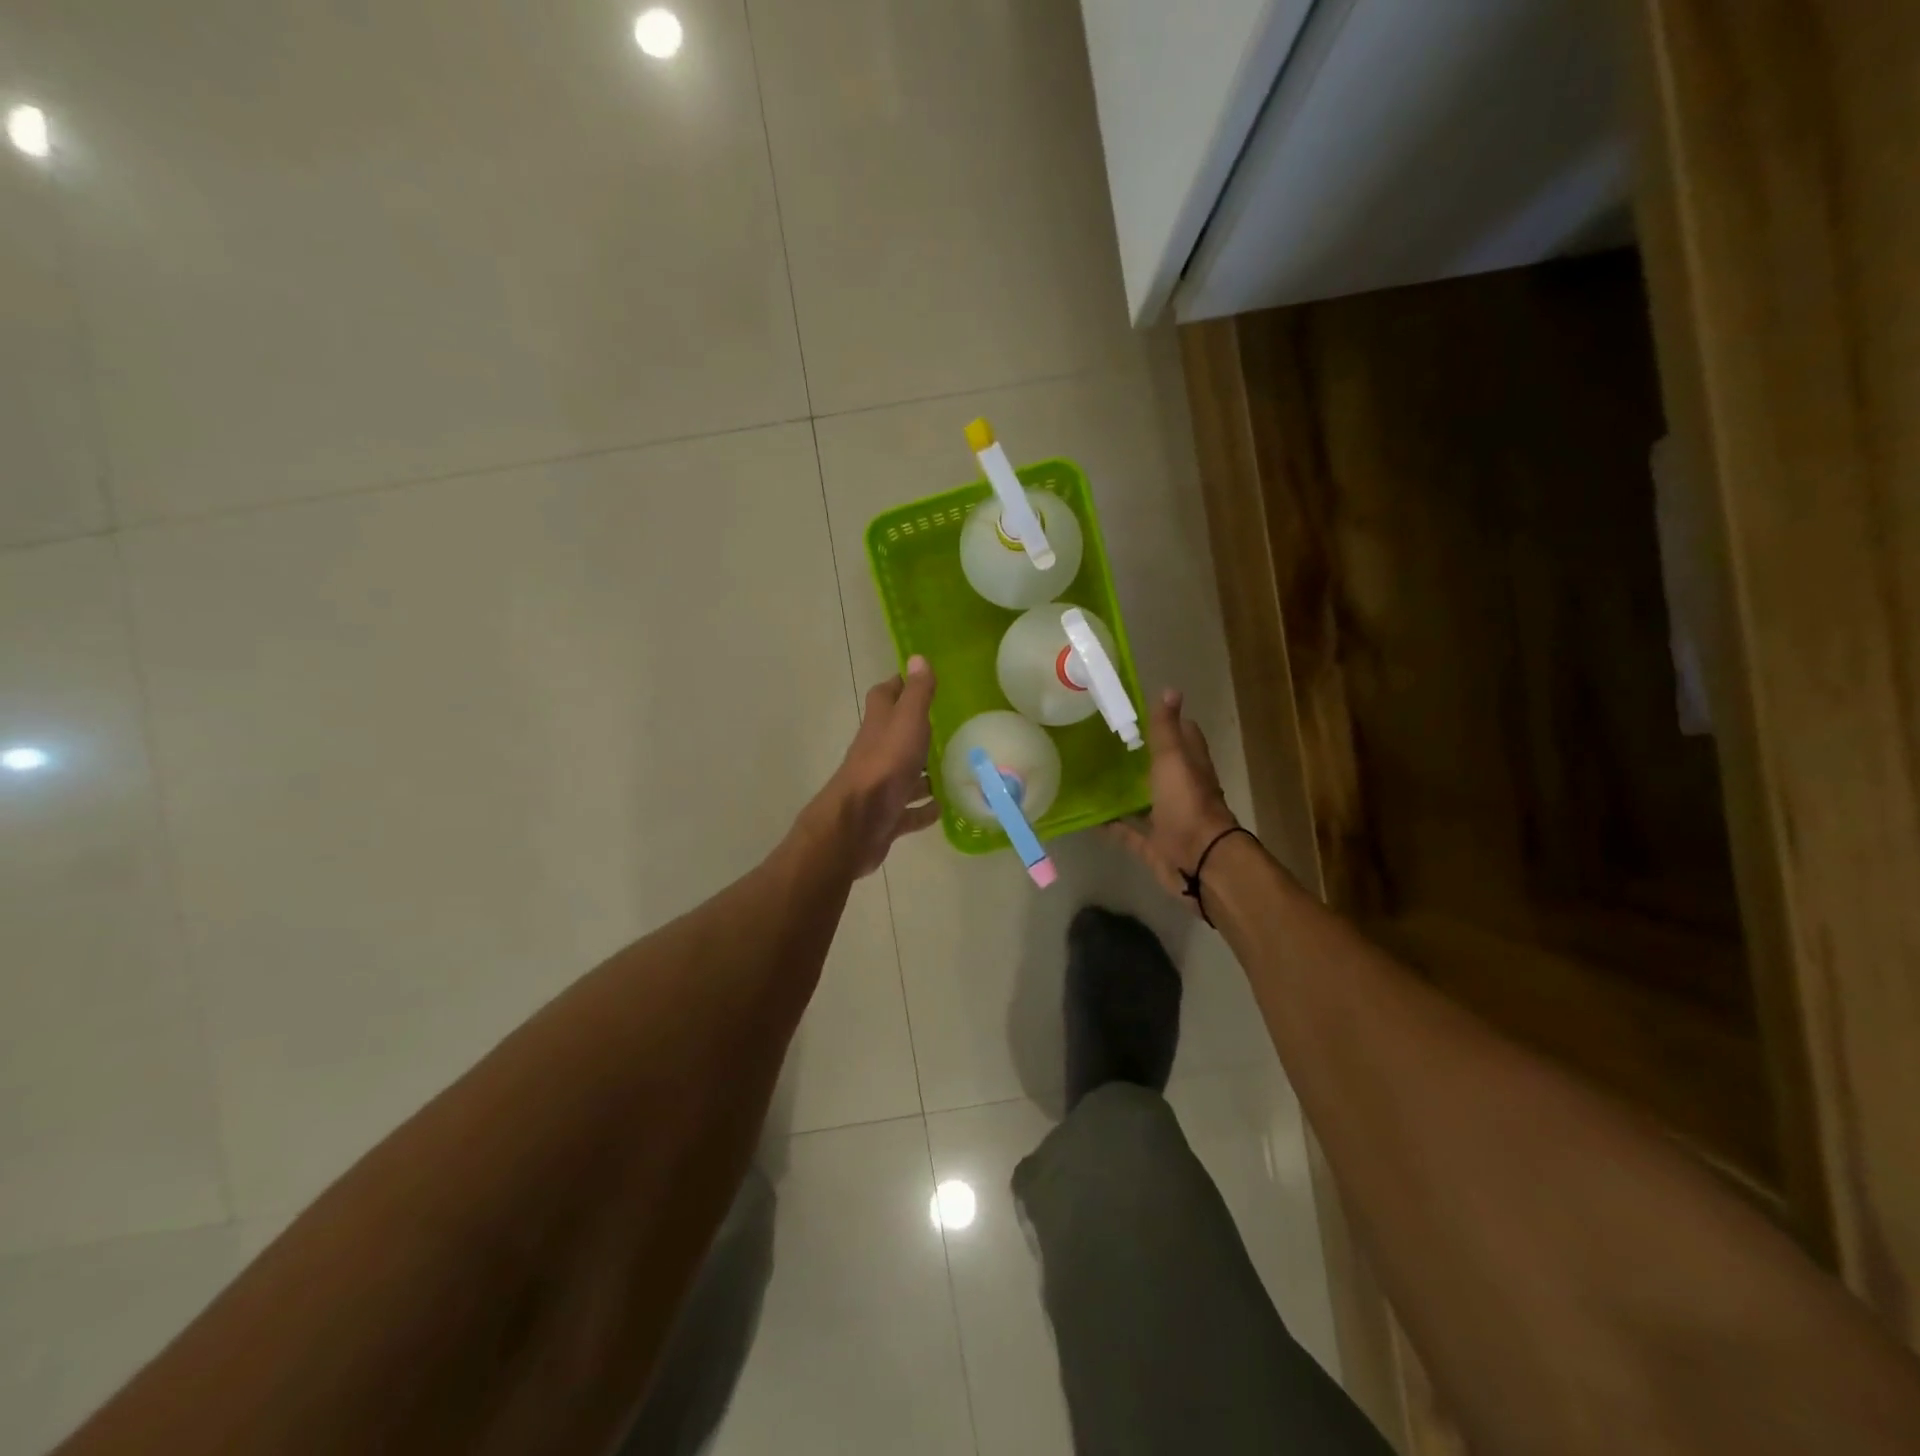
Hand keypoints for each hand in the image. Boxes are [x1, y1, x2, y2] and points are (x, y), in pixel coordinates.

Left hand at [808, 657, 940, 876]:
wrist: (857, 823)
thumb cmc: (885, 765)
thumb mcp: (907, 721)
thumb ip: (916, 693)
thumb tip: (917, 657)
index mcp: (879, 725)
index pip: (885, 696)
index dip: (899, 685)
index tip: (919, 680)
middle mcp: (877, 752)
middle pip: (895, 736)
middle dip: (916, 731)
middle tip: (947, 728)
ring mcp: (881, 786)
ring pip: (905, 774)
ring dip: (923, 773)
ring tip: (953, 770)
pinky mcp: (887, 816)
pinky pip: (909, 810)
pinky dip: (923, 809)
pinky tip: (941, 808)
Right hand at [1106, 689, 1240, 911]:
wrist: (1199, 860)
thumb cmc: (1187, 804)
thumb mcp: (1173, 759)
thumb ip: (1166, 729)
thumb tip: (1170, 688)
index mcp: (1191, 766)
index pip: (1184, 736)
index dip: (1169, 723)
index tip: (1140, 712)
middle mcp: (1182, 791)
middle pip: (1162, 770)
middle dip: (1140, 758)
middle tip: (1105, 742)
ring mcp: (1169, 820)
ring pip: (1144, 801)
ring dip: (1125, 792)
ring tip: (1092, 776)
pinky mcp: (1155, 845)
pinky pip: (1129, 832)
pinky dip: (1112, 826)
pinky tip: (1088, 817)